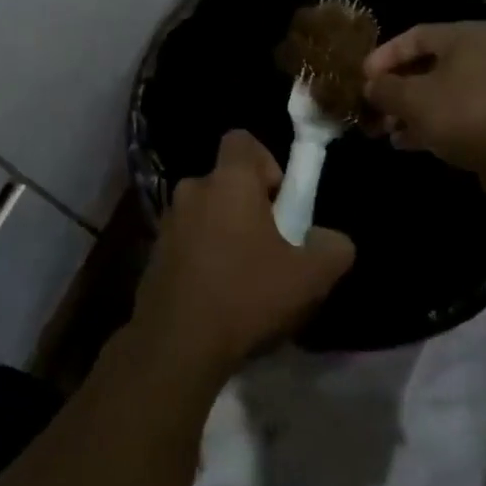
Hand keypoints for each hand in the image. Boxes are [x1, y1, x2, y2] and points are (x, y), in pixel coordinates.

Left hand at [131, 131, 355, 383]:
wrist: (176, 345)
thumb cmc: (246, 295)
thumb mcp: (310, 277)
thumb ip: (333, 248)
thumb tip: (330, 239)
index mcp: (227, 180)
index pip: (241, 140)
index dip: (266, 162)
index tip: (280, 202)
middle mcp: (192, 189)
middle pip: (226, 181)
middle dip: (249, 205)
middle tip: (269, 247)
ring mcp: (167, 221)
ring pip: (206, 212)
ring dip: (225, 232)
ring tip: (244, 278)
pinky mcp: (153, 253)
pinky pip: (187, 240)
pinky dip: (203, 256)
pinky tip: (217, 295)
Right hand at [363, 21, 485, 174]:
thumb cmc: (465, 114)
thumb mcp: (413, 99)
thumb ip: (385, 88)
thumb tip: (370, 87)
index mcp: (464, 37)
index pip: (413, 36)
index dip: (383, 56)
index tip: (361, 78)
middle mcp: (479, 56)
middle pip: (424, 66)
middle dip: (393, 89)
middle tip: (369, 107)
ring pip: (436, 93)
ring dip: (406, 110)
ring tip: (381, 129)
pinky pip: (451, 115)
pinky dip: (426, 125)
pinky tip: (402, 142)